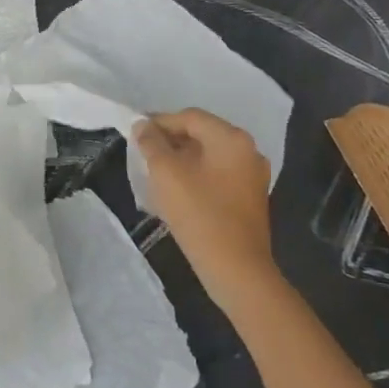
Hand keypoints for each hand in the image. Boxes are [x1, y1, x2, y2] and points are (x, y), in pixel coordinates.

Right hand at [135, 109, 280, 313]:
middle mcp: (248, 151)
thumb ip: (151, 144)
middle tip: (143, 154)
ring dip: (181, 160)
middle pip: (201, 134)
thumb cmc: (200, 214)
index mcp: (231, 139)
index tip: (136, 134)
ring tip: (155, 173)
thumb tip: (143, 126)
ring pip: (209, 156)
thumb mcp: (166, 174)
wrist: (237, 270)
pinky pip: (218, 175)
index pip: (190, 117)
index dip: (160, 122)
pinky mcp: (250, 198)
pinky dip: (196, 176)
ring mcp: (252, 176)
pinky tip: (176, 191)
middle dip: (170, 142)